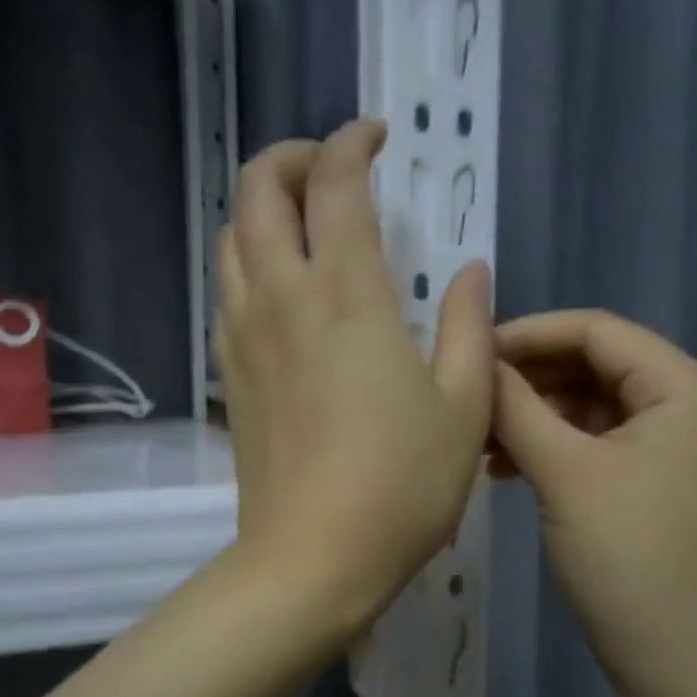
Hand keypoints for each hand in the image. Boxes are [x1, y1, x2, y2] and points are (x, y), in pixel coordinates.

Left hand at [216, 118, 492, 635]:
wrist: (313, 559)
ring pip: (230, 238)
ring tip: (303, 222)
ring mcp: (245, 337)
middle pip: (256, 191)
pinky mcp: (231, 376)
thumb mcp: (463, 406)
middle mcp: (282, 299)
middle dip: (290, 158)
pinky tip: (281, 290)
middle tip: (332, 169)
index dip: (351, 142)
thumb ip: (467, 327)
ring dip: (260, 209)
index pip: (333, 183)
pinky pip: (226, 292)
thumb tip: (469, 271)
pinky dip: (248, 263)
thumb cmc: (401, 485)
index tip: (375, 137)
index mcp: (346, 294)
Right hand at [490, 309, 696, 689]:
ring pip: (589, 409)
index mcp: (685, 385)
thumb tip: (477, 362)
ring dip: (533, 418)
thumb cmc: (627, 555)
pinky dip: (551, 450)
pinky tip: (503, 469)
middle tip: (466, 398)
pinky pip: (594, 446)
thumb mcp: (565, 472)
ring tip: (475, 440)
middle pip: (593, 367)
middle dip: (527, 381)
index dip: (527, 334)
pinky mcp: (652, 483)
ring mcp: (672, 447)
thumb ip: (517, 407)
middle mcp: (688, 403)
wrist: (677, 658)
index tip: (468, 351)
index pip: (596, 330)